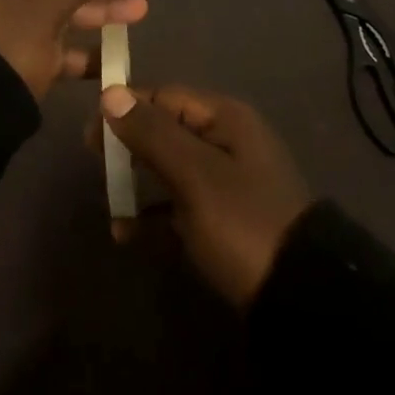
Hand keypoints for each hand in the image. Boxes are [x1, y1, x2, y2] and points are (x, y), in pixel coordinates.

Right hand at [99, 84, 312, 307]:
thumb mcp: (194, 174)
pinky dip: (153, 215)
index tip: (91, 130)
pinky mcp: (225, 222)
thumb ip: (151, 133)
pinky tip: (126, 235)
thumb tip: (110, 93)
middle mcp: (227, 142)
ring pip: (171, 169)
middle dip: (129, 144)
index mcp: (226, 118)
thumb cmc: (244, 223)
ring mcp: (228, 184)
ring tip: (107, 201)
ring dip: (137, 182)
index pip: (166, 96)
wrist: (303, 301)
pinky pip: (179, 207)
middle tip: (94, 162)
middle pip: (167, 129)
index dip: (127, 106)